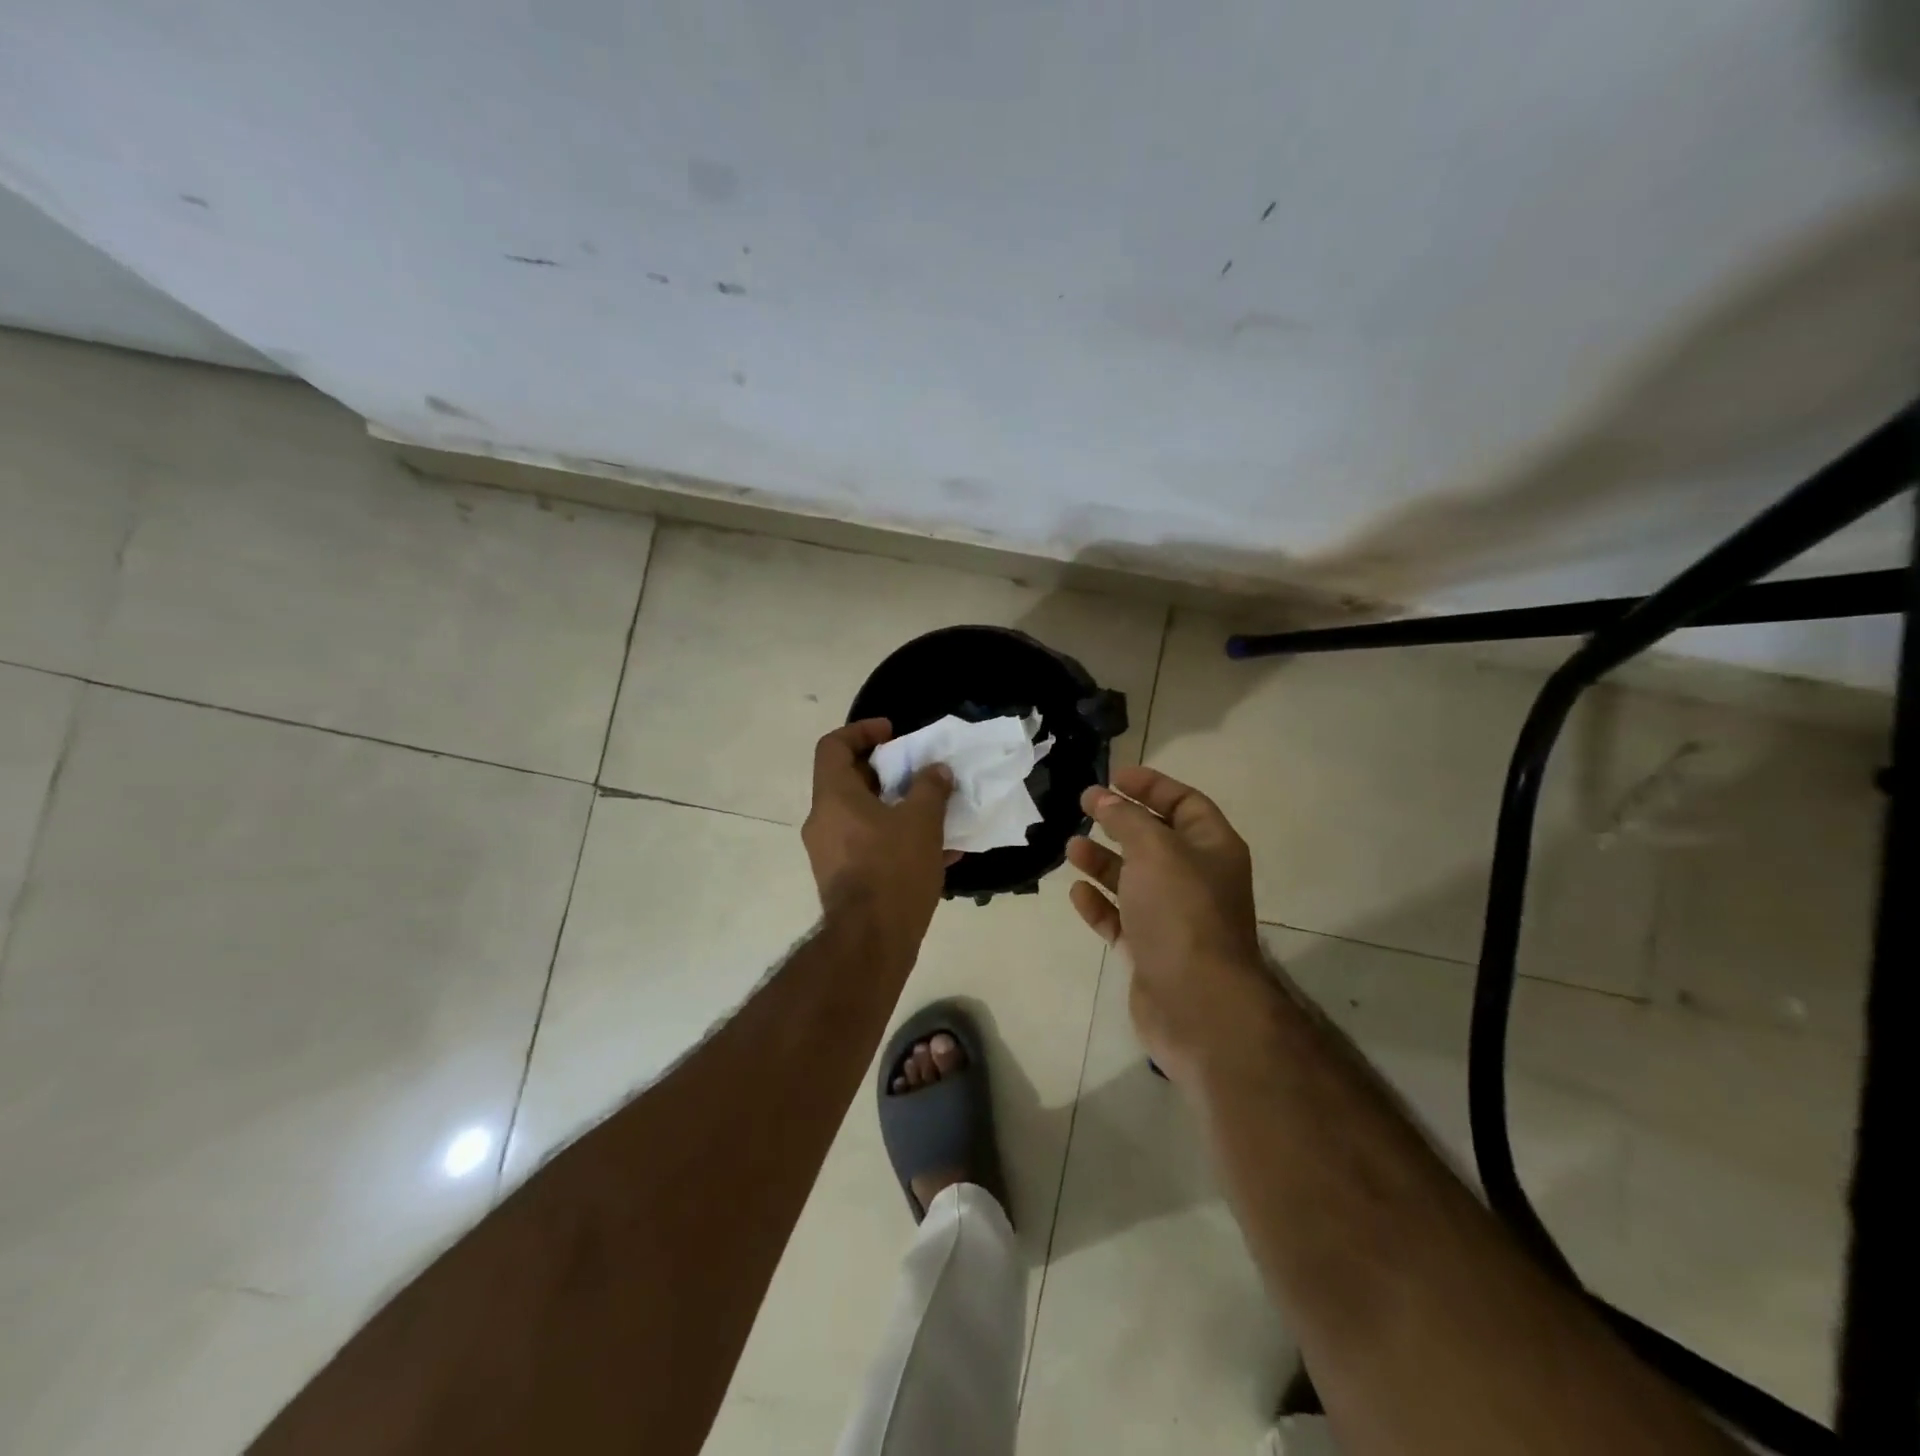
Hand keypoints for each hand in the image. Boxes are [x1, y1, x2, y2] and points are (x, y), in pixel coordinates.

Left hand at [802, 719, 954, 958]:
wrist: (871, 942)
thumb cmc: (892, 870)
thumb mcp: (921, 822)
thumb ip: (930, 788)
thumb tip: (936, 771)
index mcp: (834, 797)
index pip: (833, 746)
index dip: (861, 731)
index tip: (893, 733)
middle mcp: (823, 821)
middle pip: (849, 780)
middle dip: (887, 772)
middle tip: (918, 772)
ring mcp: (830, 853)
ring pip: (862, 815)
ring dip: (896, 807)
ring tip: (934, 811)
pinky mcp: (843, 879)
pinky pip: (869, 845)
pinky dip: (897, 839)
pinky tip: (938, 851)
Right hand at [1066, 766, 1269, 1084]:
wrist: (1197, 1004)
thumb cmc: (1182, 912)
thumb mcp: (1155, 850)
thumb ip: (1126, 819)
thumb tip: (1103, 799)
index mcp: (1212, 849)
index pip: (1185, 803)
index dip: (1152, 785)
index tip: (1114, 776)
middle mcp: (1197, 880)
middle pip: (1156, 840)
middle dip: (1121, 821)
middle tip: (1084, 806)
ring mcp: (1174, 918)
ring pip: (1134, 880)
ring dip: (1104, 862)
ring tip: (1071, 848)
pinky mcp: (1151, 951)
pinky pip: (1121, 920)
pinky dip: (1100, 905)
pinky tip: (1077, 894)